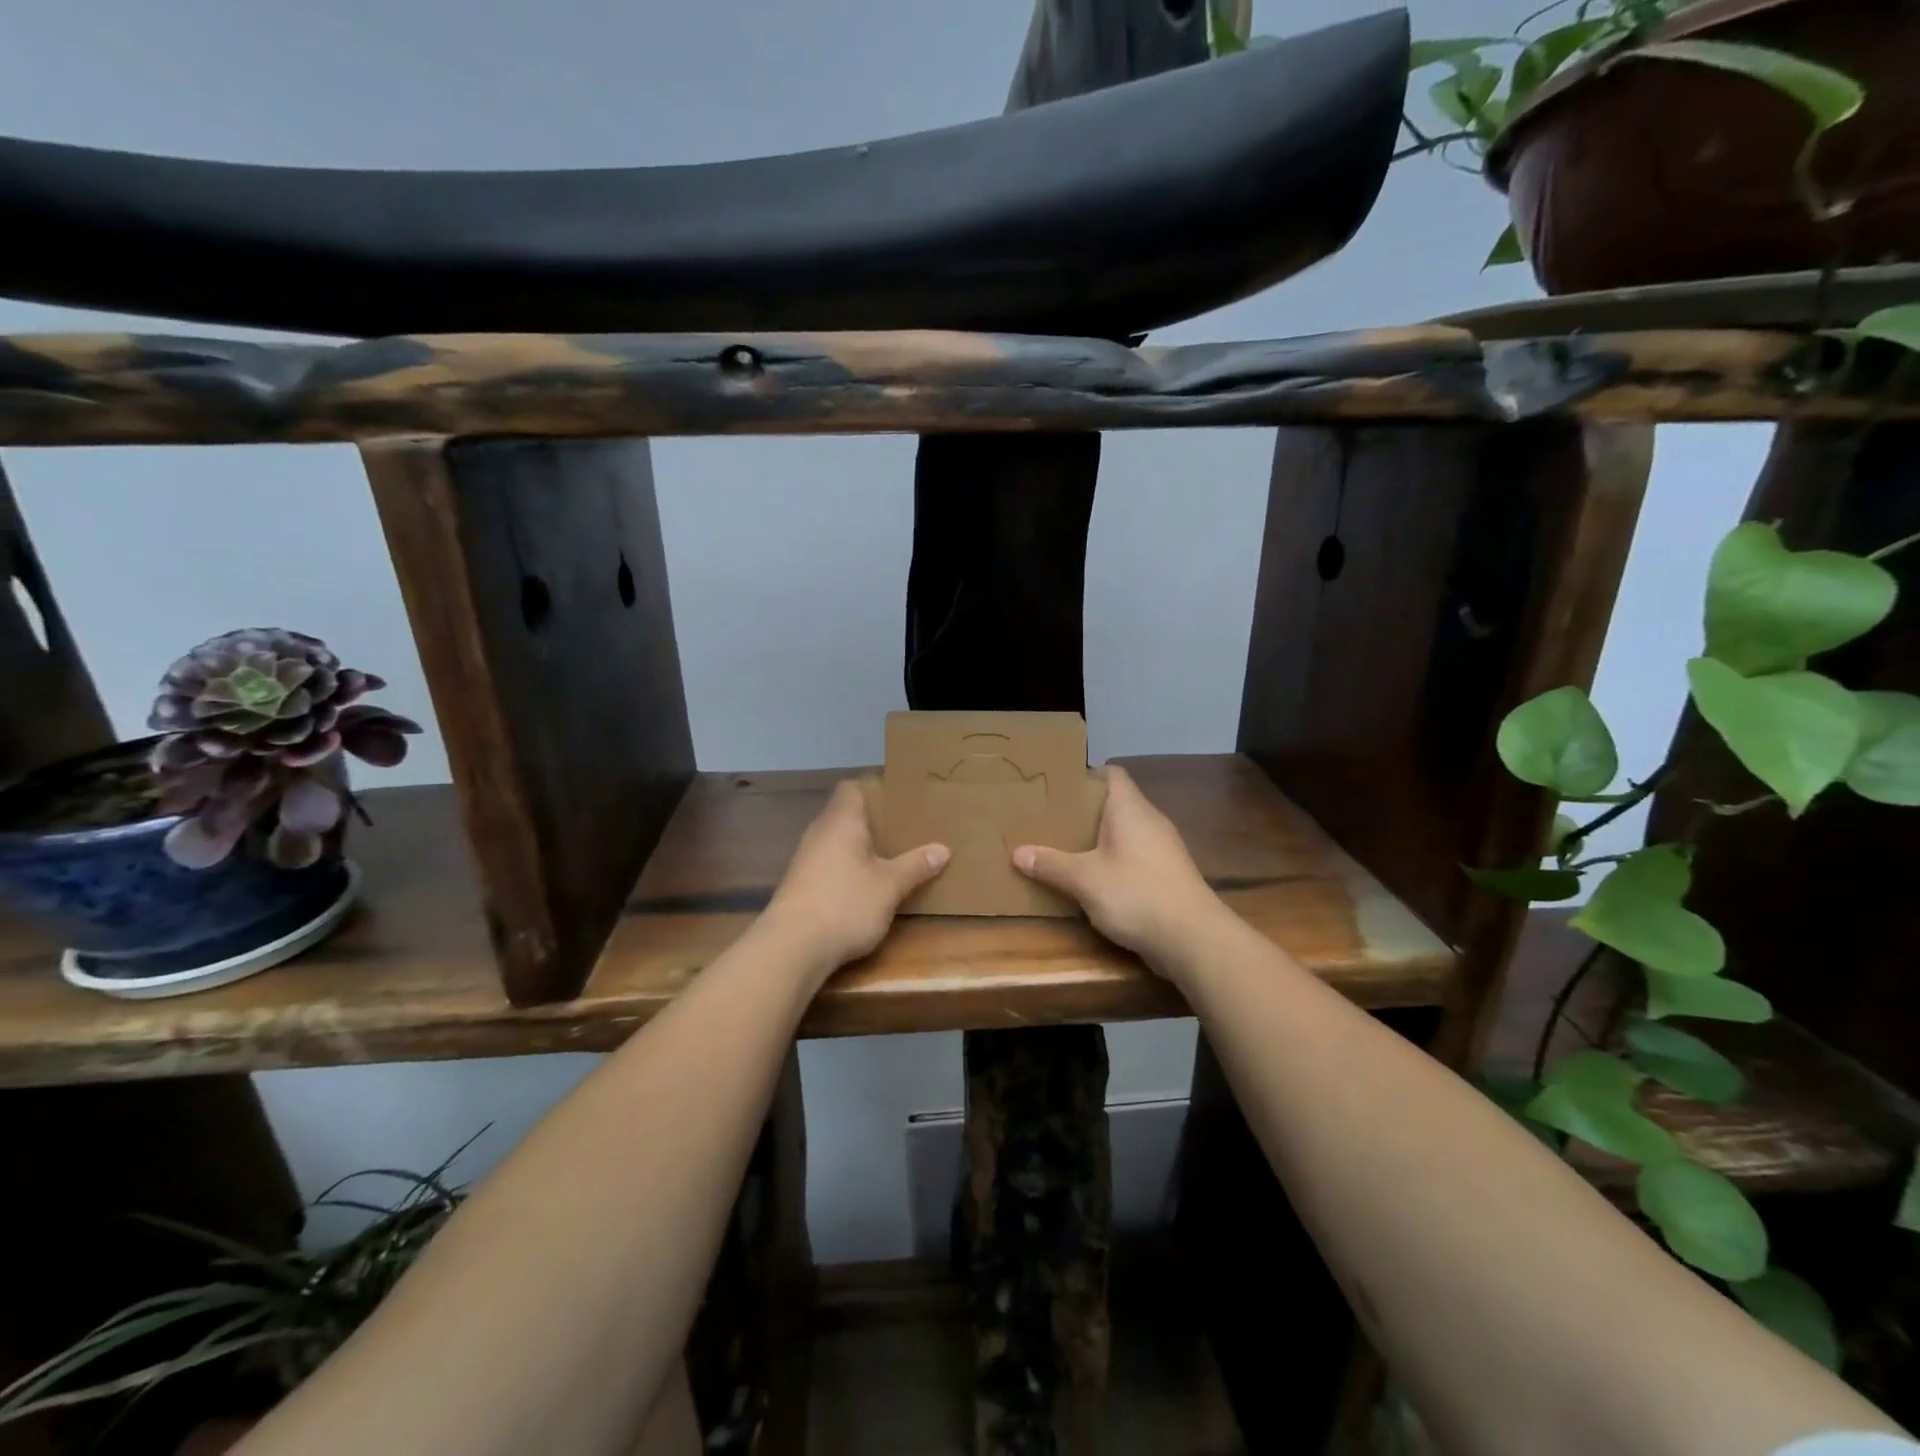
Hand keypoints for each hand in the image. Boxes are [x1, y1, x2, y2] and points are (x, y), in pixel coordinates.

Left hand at [763, 779, 948, 975]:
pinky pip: (831, 864)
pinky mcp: (801, 885)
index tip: (901, 799)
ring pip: (839, 841)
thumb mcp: (890, 886)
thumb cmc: (845, 903)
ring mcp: (806, 859)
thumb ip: (916, 865)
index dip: (876, 788)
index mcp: (841, 820)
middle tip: (907, 828)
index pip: (853, 787)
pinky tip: (868, 884)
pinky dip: (849, 868)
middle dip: (875, 822)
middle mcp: (820, 832)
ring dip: (862, 847)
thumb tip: (943, 849)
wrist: (791, 947)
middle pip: (847, 814)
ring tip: (893, 855)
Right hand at [1012, 765, 1223, 973]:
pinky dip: (1113, 861)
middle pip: (1115, 803)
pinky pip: (1134, 856)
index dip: (1085, 775)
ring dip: (1099, 839)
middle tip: (1050, 819)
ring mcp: (1163, 848)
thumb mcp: (1085, 880)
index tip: (1057, 786)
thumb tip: (1017, 852)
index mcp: (1130, 808)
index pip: (1111, 774)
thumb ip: (1051, 864)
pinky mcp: (1167, 875)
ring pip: (1125, 832)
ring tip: (1065, 848)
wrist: (1194, 938)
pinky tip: (1093, 879)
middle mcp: (1149, 820)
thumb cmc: (1136, 894)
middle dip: (1084, 811)